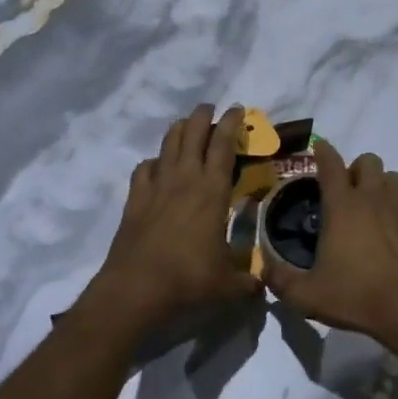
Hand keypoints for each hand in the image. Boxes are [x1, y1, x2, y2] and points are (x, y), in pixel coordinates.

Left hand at [85, 104, 258, 336]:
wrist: (136, 289)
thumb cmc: (189, 280)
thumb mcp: (228, 285)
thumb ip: (249, 282)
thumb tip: (263, 286)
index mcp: (212, 191)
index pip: (223, 145)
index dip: (231, 123)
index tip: (237, 109)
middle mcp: (184, 179)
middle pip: (192, 133)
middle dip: (203, 116)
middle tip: (211, 109)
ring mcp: (156, 186)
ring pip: (167, 144)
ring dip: (179, 130)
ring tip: (186, 126)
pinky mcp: (134, 199)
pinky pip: (144, 168)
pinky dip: (154, 162)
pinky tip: (157, 168)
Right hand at [264, 140, 397, 354]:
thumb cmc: (357, 296)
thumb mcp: (308, 296)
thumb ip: (281, 281)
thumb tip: (262, 272)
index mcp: (342, 206)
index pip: (331, 164)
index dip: (323, 151)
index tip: (319, 147)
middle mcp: (372, 200)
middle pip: (369, 161)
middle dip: (356, 168)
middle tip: (345, 191)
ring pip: (393, 178)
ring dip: (381, 184)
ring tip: (370, 206)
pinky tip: (392, 236)